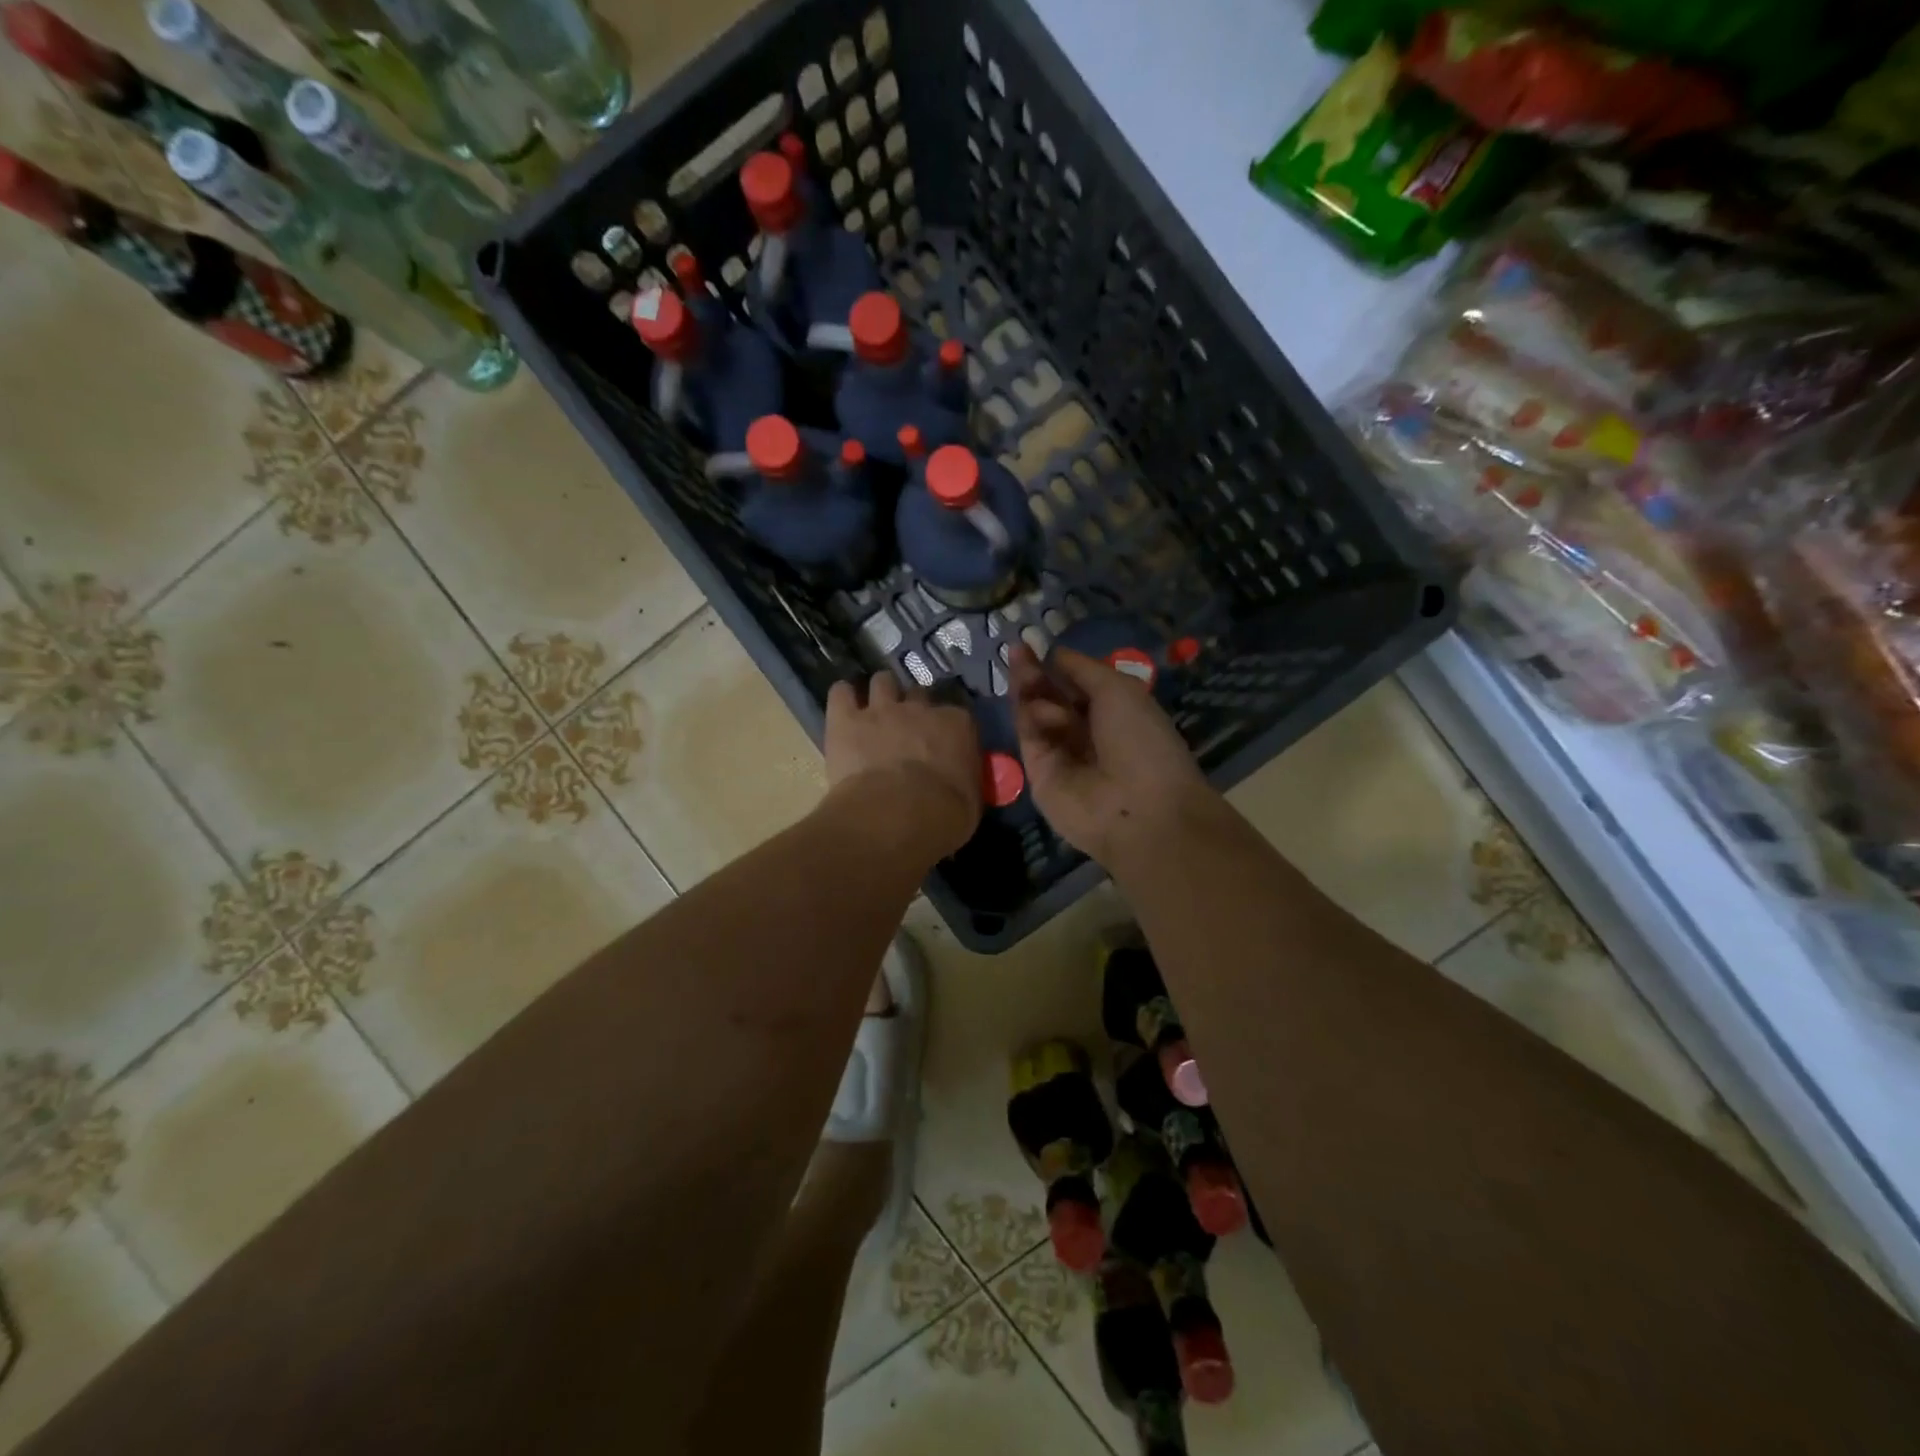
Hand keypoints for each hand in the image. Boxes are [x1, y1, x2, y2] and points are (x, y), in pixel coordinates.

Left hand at [825, 672, 982, 856]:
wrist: (896, 816)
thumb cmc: (943, 815)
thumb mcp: (971, 800)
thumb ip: (965, 778)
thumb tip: (960, 780)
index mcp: (957, 725)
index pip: (956, 715)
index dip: (947, 727)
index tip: (943, 742)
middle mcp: (920, 708)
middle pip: (918, 693)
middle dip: (913, 707)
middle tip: (907, 729)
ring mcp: (881, 710)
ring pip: (882, 682)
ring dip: (881, 693)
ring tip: (875, 710)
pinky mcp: (846, 720)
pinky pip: (841, 693)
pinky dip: (842, 696)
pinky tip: (843, 707)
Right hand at [1008, 644, 1211, 863]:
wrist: (1139, 807)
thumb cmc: (1140, 740)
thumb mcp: (1119, 689)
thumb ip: (1082, 669)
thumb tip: (1054, 654)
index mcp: (1113, 713)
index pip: (1075, 684)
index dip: (1055, 665)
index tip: (1033, 644)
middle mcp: (1085, 732)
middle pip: (1050, 697)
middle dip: (1035, 673)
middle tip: (1017, 650)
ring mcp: (1060, 754)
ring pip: (1035, 714)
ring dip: (1030, 690)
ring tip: (1026, 673)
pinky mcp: (1038, 773)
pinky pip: (1029, 737)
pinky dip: (1031, 718)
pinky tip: (1039, 708)